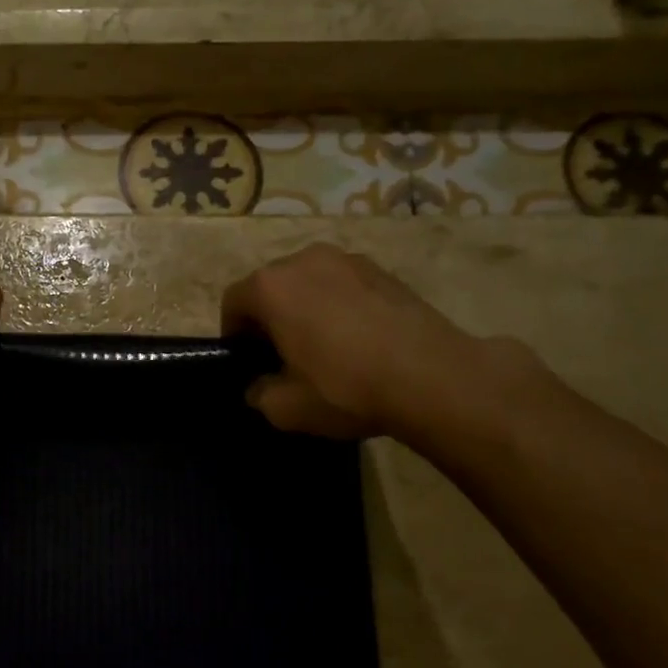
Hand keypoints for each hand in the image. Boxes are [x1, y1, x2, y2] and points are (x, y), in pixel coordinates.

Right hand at [221, 244, 498, 440]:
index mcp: (271, 286)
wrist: (433, 378)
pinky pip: (343, 285)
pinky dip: (339, 305)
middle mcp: (304, 260)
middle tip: (282, 354)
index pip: (233, 301)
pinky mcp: (384, 270)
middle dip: (269, 316)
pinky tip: (357, 340)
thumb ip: (259, 393)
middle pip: (271, 286)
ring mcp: (348, 260)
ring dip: (305, 308)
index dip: (234, 333)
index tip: (247, 361)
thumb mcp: (285, 407)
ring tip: (323, 345)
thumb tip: (260, 386)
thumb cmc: (345, 388)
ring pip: (309, 282)